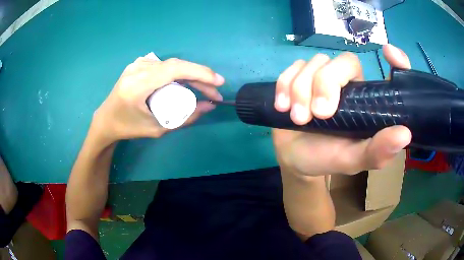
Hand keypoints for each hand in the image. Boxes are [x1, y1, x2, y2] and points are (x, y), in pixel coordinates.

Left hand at [92, 54, 223, 142]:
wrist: (105, 120)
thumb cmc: (128, 128)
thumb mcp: (157, 128)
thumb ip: (185, 118)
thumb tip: (209, 107)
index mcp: (137, 85)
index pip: (174, 70)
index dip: (199, 73)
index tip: (218, 82)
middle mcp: (137, 69)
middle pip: (176, 65)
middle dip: (200, 76)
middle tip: (214, 92)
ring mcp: (137, 64)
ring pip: (172, 64)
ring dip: (191, 74)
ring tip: (203, 89)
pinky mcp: (138, 64)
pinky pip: (164, 65)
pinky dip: (179, 73)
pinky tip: (185, 83)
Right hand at [273, 44, 411, 176]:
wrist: (295, 159)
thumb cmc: (329, 158)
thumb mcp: (354, 160)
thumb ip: (377, 151)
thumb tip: (406, 134)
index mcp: (368, 100)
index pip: (388, 73)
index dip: (396, 59)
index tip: (389, 53)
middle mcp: (349, 83)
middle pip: (344, 61)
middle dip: (326, 84)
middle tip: (317, 115)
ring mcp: (322, 77)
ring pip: (315, 63)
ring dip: (301, 90)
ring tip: (298, 119)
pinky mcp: (299, 77)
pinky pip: (292, 68)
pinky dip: (284, 85)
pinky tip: (282, 106)